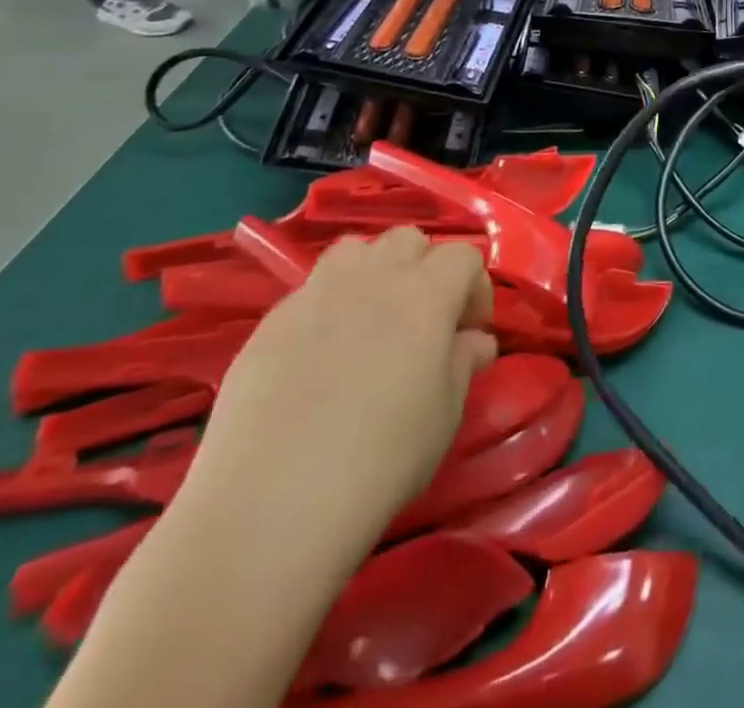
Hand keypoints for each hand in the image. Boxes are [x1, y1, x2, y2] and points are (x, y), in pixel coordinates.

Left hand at [184, 229, 497, 551]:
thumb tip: (474, 341)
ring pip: (354, 251)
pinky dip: (327, 308)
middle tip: (424, 320)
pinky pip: (310, 292)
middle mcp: (373, 277)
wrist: (272, 502)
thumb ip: (463, 363)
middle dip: (425, 268)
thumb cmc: (382, 456)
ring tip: (370, 322)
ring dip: (372, 272)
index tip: (471, 332)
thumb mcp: (445, 414)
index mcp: (426, 292)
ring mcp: (316, 294)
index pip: (463, 257)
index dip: (474, 288)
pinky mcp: (269, 323)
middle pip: (408, 240)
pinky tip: (320, 359)